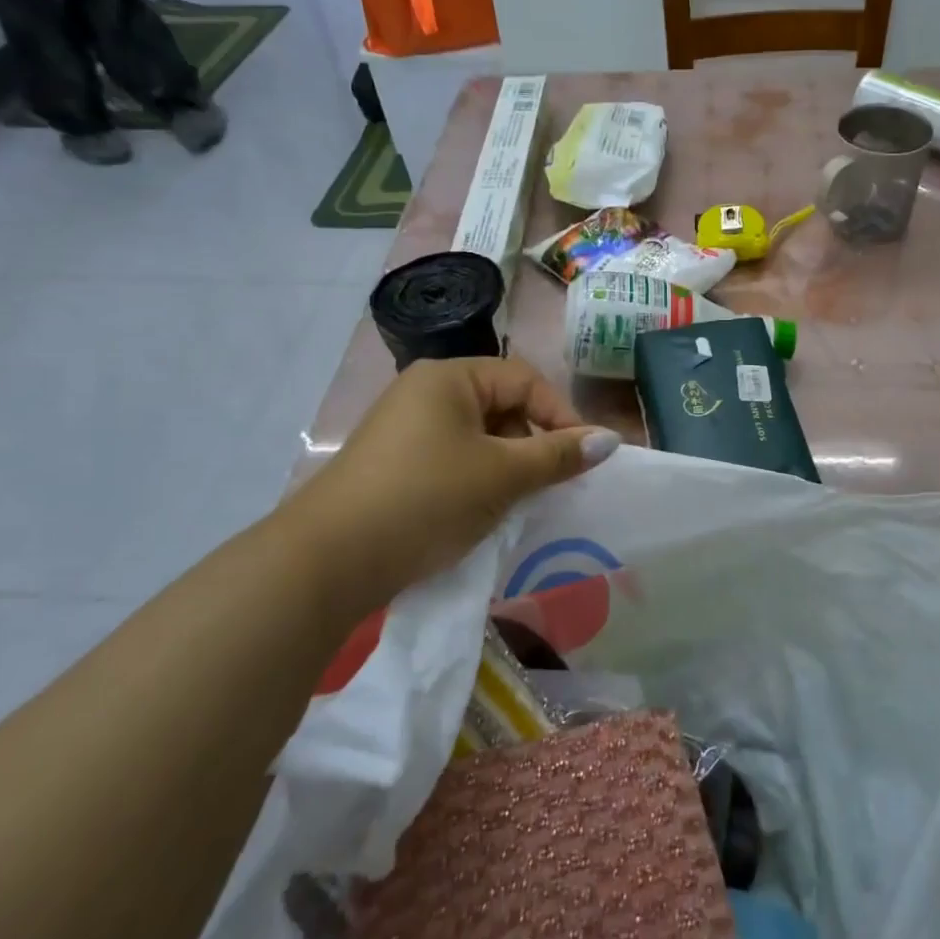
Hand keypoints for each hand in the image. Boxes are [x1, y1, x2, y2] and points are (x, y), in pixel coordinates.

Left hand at [276, 358, 618, 617]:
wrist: (327, 561)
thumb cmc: (426, 500)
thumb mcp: (502, 475)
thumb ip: (559, 454)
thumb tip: (612, 439)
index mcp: (449, 377)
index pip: (525, 380)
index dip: (562, 415)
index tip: (585, 458)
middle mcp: (424, 391)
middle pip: (501, 405)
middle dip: (532, 442)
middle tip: (549, 484)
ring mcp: (404, 428)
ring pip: (478, 436)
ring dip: (506, 464)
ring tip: (515, 502)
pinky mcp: (393, 463)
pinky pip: (452, 458)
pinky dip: (476, 479)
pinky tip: (480, 511)